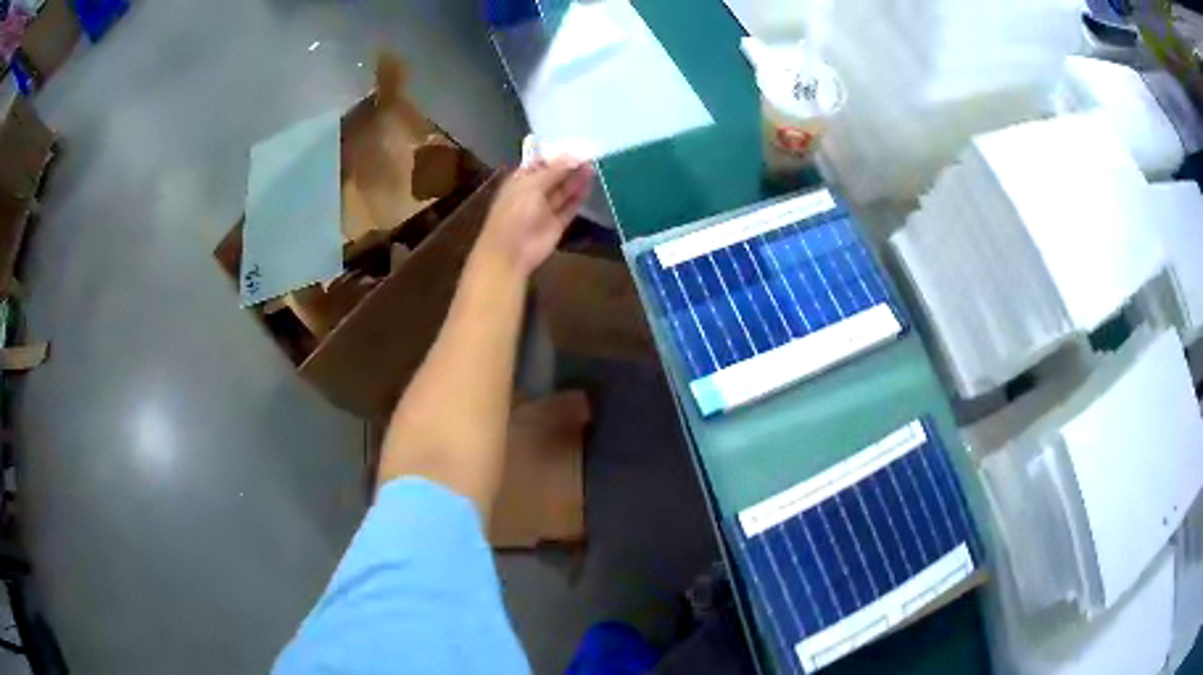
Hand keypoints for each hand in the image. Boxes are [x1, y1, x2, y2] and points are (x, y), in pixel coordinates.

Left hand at [475, 157, 592, 276]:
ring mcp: (545, 209)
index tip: (575, 145)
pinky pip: (570, 207)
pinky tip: (590, 185)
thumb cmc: (514, 214)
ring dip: (576, 179)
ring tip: (593, 166)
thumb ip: (554, 170)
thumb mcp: (531, 186)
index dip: (556, 155)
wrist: (511, 252)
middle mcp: (533, 193)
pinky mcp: (557, 224)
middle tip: (589, 154)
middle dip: (569, 166)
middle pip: (554, 176)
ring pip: (563, 191)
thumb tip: (575, 155)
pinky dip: (579, 197)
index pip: (540, 163)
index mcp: (520, 181)